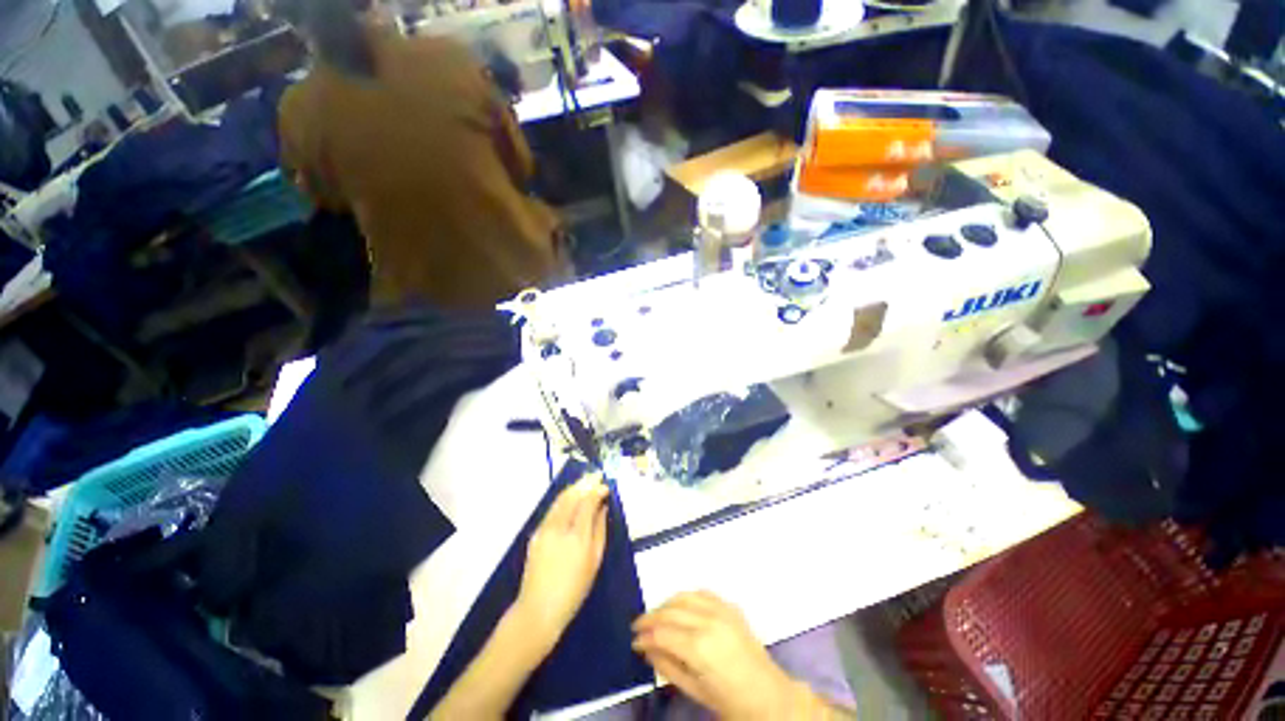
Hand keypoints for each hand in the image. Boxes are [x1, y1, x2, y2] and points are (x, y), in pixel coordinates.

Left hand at [514, 473, 609, 649]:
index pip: (587, 502)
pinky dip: (564, 498)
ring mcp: (544, 529)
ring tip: (586, 481)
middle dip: (585, 482)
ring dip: (574, 487)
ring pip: (560, 499)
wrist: (538, 610)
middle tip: (596, 475)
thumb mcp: (594, 561)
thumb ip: (600, 530)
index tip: (606, 486)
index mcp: (577, 537)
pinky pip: (553, 509)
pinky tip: (571, 497)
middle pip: (572, 495)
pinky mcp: (536, 533)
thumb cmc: (574, 591)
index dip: (597, 490)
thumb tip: (603, 508)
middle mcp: (559, 528)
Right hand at [632, 592, 809, 720]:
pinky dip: (687, 597)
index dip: (645, 635)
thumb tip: (646, 648)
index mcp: (699, 647)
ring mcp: (722, 610)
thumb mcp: (694, 690)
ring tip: (656, 615)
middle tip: (638, 626)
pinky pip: (703, 594)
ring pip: (684, 596)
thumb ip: (667, 666)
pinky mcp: (731, 607)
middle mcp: (709, 621)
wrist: (769, 696)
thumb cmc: (730, 700)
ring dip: (666, 603)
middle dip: (650, 617)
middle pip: (670, 611)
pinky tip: (680, 607)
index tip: (634, 640)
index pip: (662, 632)